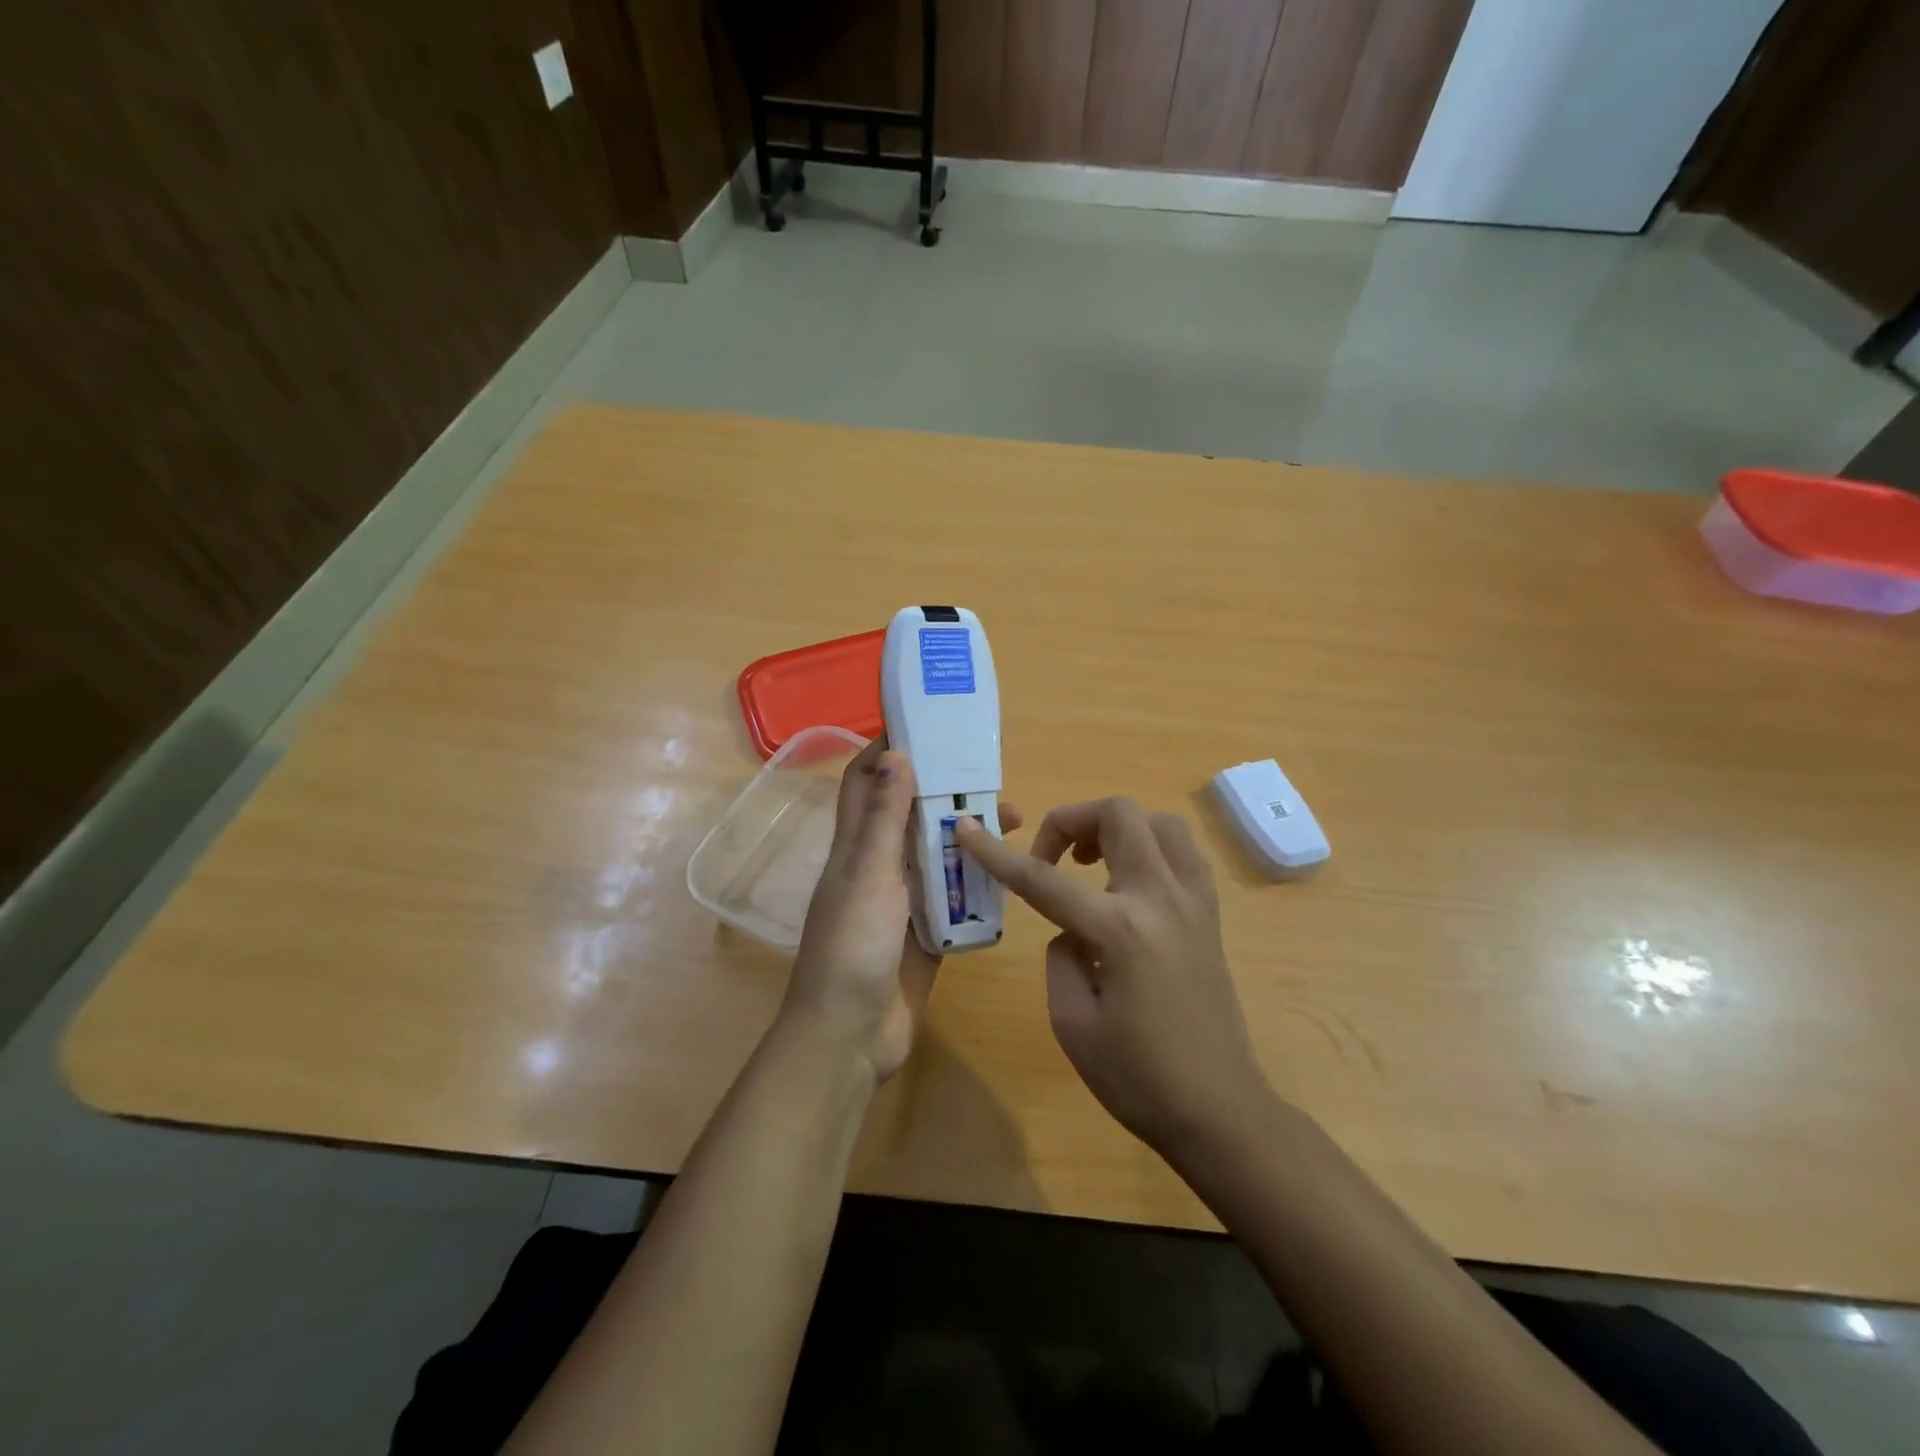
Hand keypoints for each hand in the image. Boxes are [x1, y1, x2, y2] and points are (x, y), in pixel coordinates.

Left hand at [785, 740, 1019, 1083]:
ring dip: (968, 834)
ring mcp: (903, 901)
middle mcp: (878, 866)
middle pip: (911, 814)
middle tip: (991, 776)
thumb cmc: (853, 946)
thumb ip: (883, 818)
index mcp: (856, 846)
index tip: (929, 727)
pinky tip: (1012, 870)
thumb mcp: (869, 874)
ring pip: (937, 853)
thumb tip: (896, 752)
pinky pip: (955, 896)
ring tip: (1015, 819)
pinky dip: (978, 880)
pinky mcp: (926, 932)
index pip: (866, 781)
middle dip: (946, 790)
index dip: (889, 750)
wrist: (850, 1035)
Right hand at [957, 799, 1267, 1156]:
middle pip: (1118, 815)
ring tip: (1092, 864)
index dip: (997, 854)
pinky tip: (1129, 883)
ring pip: (1158, 821)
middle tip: (1052, 859)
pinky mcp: (1211, 914)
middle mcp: (1161, 899)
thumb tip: (1073, 928)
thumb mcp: (1072, 1023)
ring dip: (1117, 828)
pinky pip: (1182, 852)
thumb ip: (1060, 956)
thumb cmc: (1139, 1078)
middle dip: (1071, 820)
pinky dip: (1150, 847)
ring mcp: (1194, 902)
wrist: (1220, 1111)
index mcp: (1120, 931)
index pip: (1044, 880)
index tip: (967, 829)